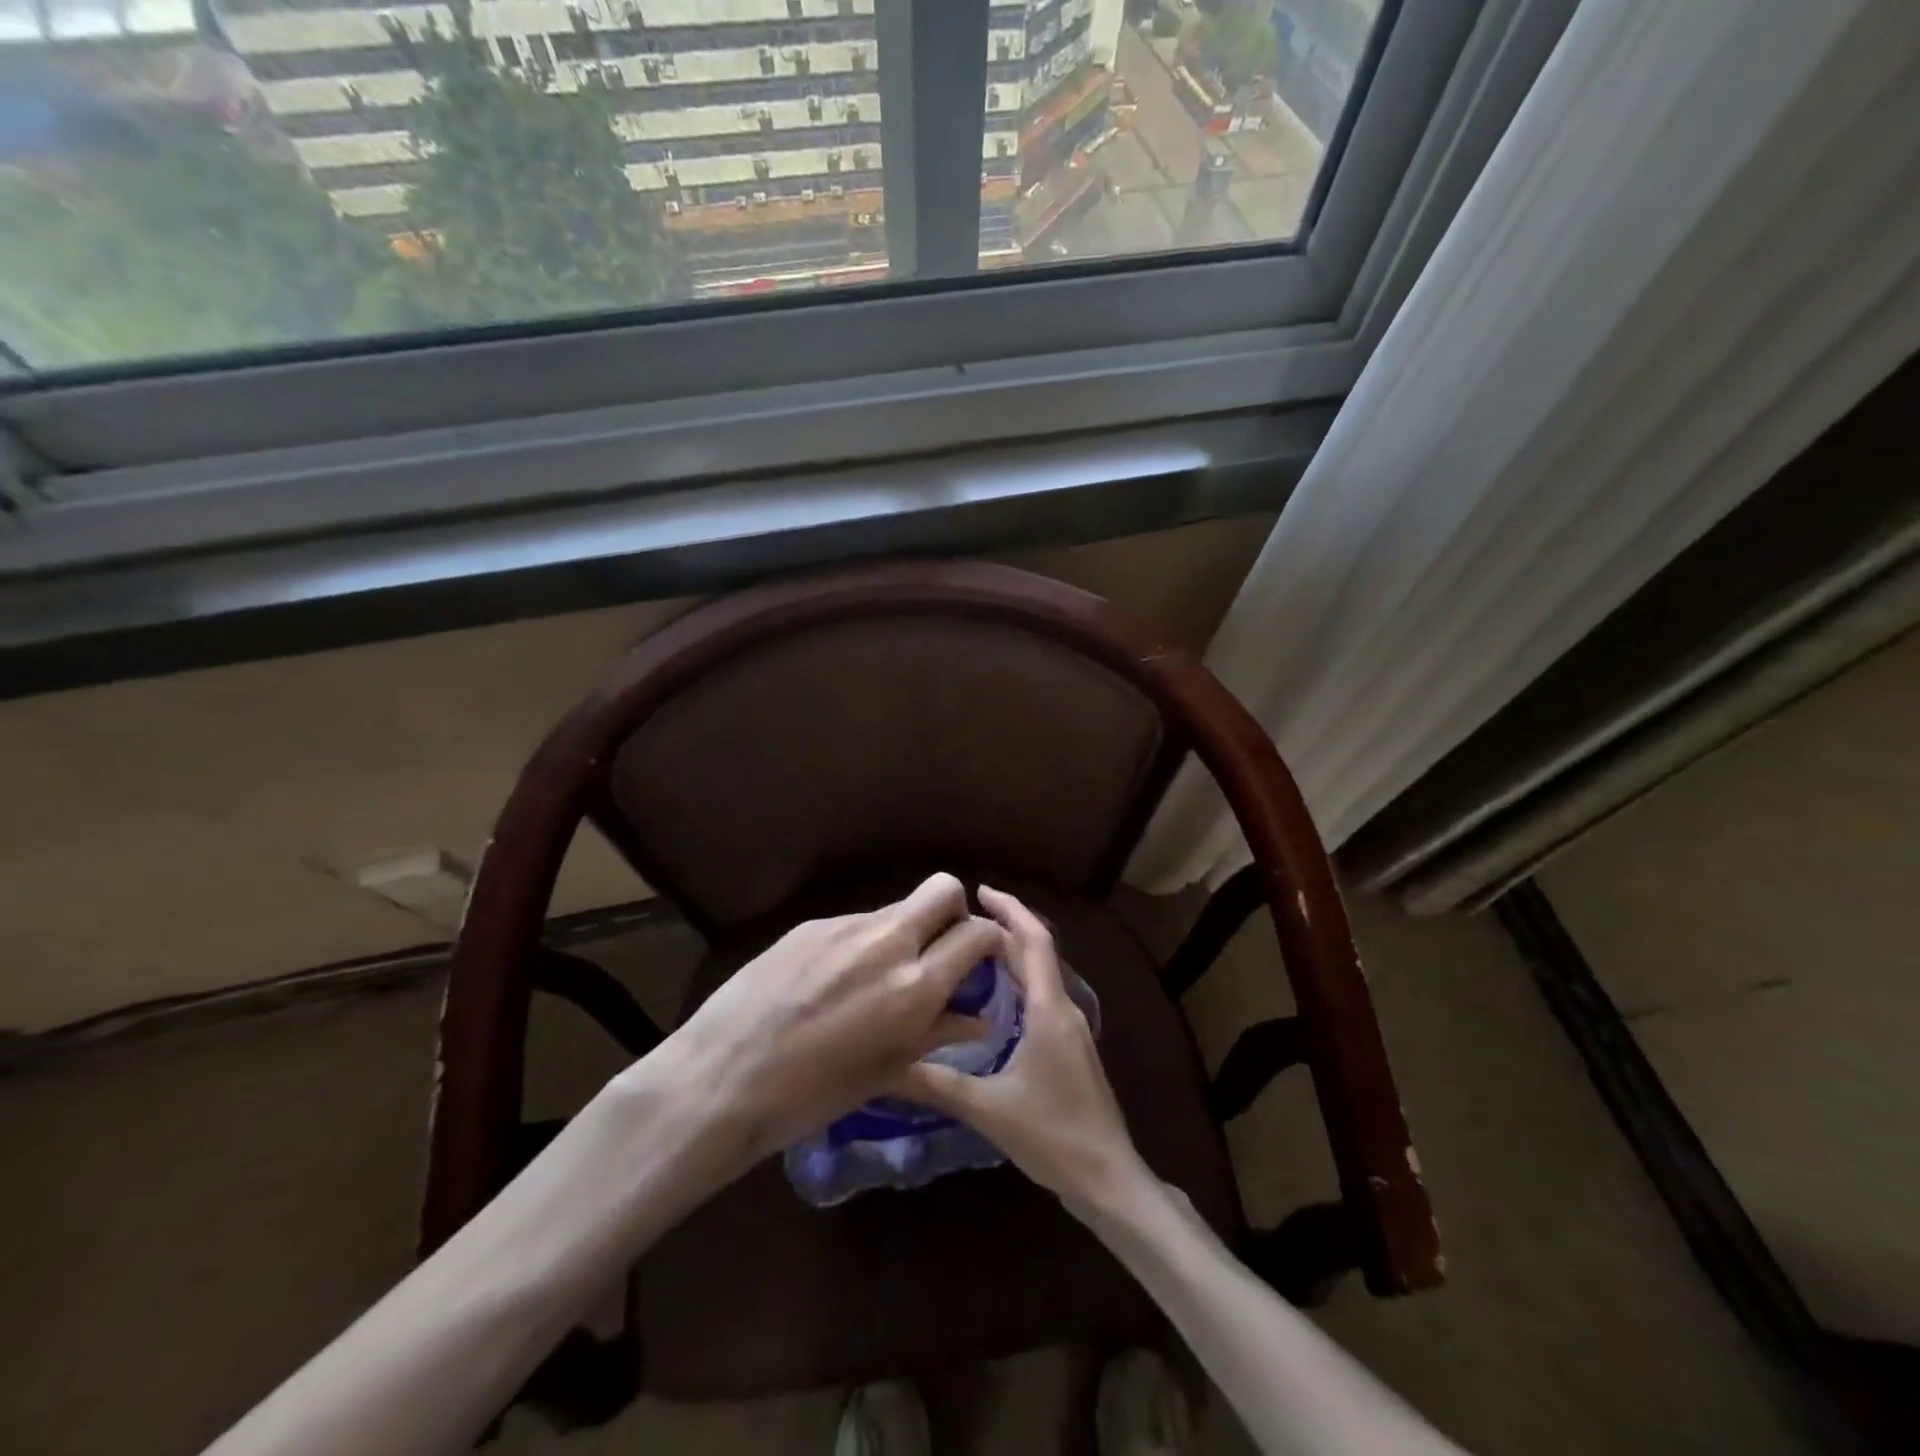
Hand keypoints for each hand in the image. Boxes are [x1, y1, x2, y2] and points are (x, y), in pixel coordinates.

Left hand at [655, 872, 1002, 1169]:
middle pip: (943, 888)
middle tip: (939, 950)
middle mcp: (886, 941)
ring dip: (903, 932)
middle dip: (954, 911)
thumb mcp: (887, 1071)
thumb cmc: (811, 1095)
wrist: (722, 1078)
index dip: (990, 940)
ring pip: (895, 908)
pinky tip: (831, 983)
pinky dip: (861, 944)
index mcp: (914, 985)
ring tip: (875, 979)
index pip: (977, 933)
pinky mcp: (810, 924)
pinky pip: (854, 924)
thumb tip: (978, 1017)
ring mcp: (844, 926)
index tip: (982, 959)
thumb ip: (938, 1033)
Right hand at [893, 884, 1148, 1215]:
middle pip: (1037, 953)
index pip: (1034, 941)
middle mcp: (1064, 1010)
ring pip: (1041, 975)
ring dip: (1012, 955)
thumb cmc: (1053, 1135)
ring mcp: (1071, 1030)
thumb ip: (940, 1084)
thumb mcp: (989, 1109)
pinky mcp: (1069, 1049)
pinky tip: (993, 1001)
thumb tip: (892, 1063)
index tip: (980, 891)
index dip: (1010, 910)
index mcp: (1049, 1010)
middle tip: (961, 922)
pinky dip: (1019, 983)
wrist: (1108, 1178)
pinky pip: (1043, 997)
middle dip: (1004, 929)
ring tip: (971, 951)